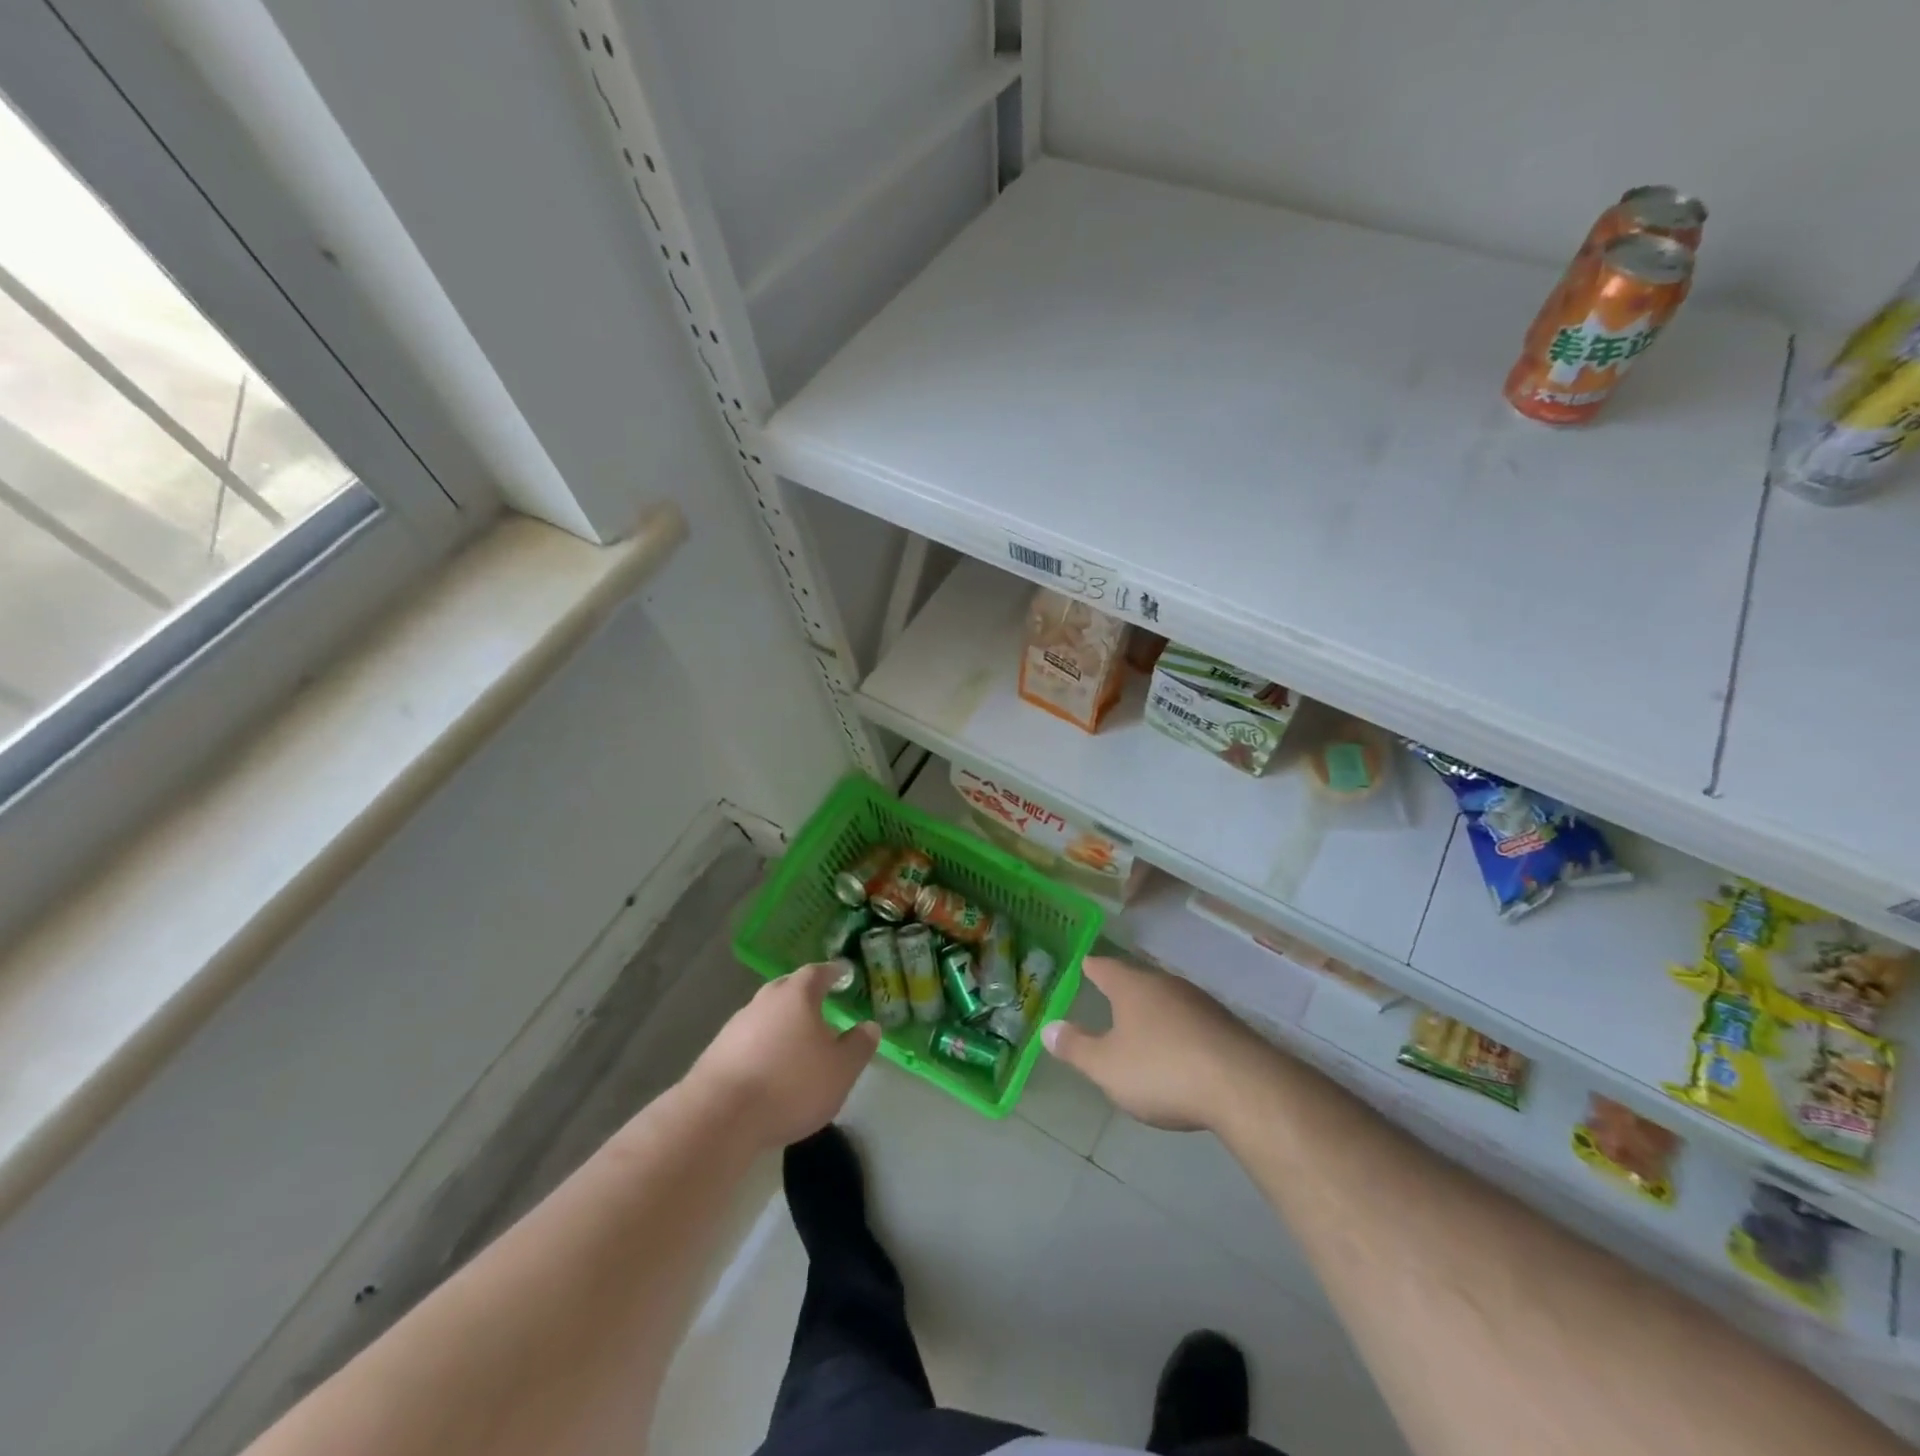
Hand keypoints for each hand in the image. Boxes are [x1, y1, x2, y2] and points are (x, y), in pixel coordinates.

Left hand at [686, 964, 880, 1149]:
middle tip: (822, 1003)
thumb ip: (859, 1045)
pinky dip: (763, 1045)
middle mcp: (765, 1000)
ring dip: (783, 1022)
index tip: (844, 972)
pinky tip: (770, 1066)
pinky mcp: (717, 1052)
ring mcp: (737, 1025)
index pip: (818, 972)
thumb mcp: (840, 1070)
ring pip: (767, 1014)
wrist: (719, 1116)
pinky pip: (749, 1039)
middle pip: (788, 988)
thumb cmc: (790, 1085)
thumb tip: (870, 1026)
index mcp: (797, 995)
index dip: (834, 972)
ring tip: (797, 1041)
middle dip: (805, 994)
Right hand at [1042, 956, 1271, 1131]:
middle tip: (1110, 996)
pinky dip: (1180, 1031)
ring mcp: (1201, 1004)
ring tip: (1144, 1025)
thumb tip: (1048, 1027)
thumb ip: (1076, 1047)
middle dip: (1125, 989)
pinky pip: (1193, 1021)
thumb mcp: (1107, 1067)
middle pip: (1139, 981)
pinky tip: (1181, 1050)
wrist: (1242, 1087)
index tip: (1085, 963)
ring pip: (1169, 1000)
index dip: (1093, 967)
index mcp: (1133, 988)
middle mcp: (1166, 985)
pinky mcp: (1226, 1027)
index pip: (1105, 968)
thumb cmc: (1162, 1070)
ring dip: (1155, 1011)